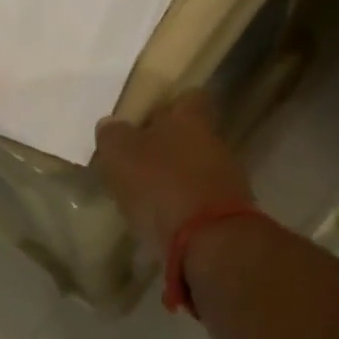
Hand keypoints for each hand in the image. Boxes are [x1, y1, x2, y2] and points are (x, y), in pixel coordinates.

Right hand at [92, 92, 254, 259]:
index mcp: (190, 119)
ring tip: (144, 197)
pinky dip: (181, 207)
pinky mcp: (227, 212)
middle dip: (166, 147)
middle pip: (190, 136)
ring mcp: (226, 179)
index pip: (187, 97)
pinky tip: (160, 221)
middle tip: (136, 162)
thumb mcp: (121, 155)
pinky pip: (199, 201)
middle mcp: (214, 142)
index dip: (168, 106)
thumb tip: (111, 125)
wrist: (209, 241)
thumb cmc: (160, 185)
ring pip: (195, 169)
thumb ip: (113, 135)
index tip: (145, 120)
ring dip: (173, 179)